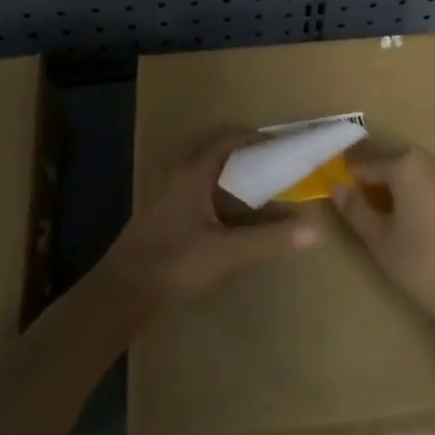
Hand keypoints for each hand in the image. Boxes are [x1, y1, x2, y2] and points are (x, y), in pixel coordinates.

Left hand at [101, 132, 322, 316]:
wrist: (120, 296)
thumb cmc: (173, 263)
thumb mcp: (227, 253)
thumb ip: (270, 240)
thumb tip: (315, 229)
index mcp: (193, 174)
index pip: (229, 141)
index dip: (256, 138)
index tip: (284, 142)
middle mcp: (180, 179)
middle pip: (218, 157)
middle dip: (248, 159)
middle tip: (279, 166)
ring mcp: (171, 202)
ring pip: (210, 181)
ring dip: (236, 182)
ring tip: (267, 192)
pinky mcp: (167, 224)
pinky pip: (203, 201)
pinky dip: (225, 203)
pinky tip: (239, 223)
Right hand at [330, 147, 434, 339]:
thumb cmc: (424, 265)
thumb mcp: (381, 241)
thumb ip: (356, 210)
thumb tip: (338, 187)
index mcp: (408, 165)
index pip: (369, 163)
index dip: (352, 175)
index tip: (341, 188)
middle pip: (400, 164)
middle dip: (384, 181)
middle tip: (371, 208)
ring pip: (428, 176)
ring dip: (413, 190)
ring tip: (404, 220)